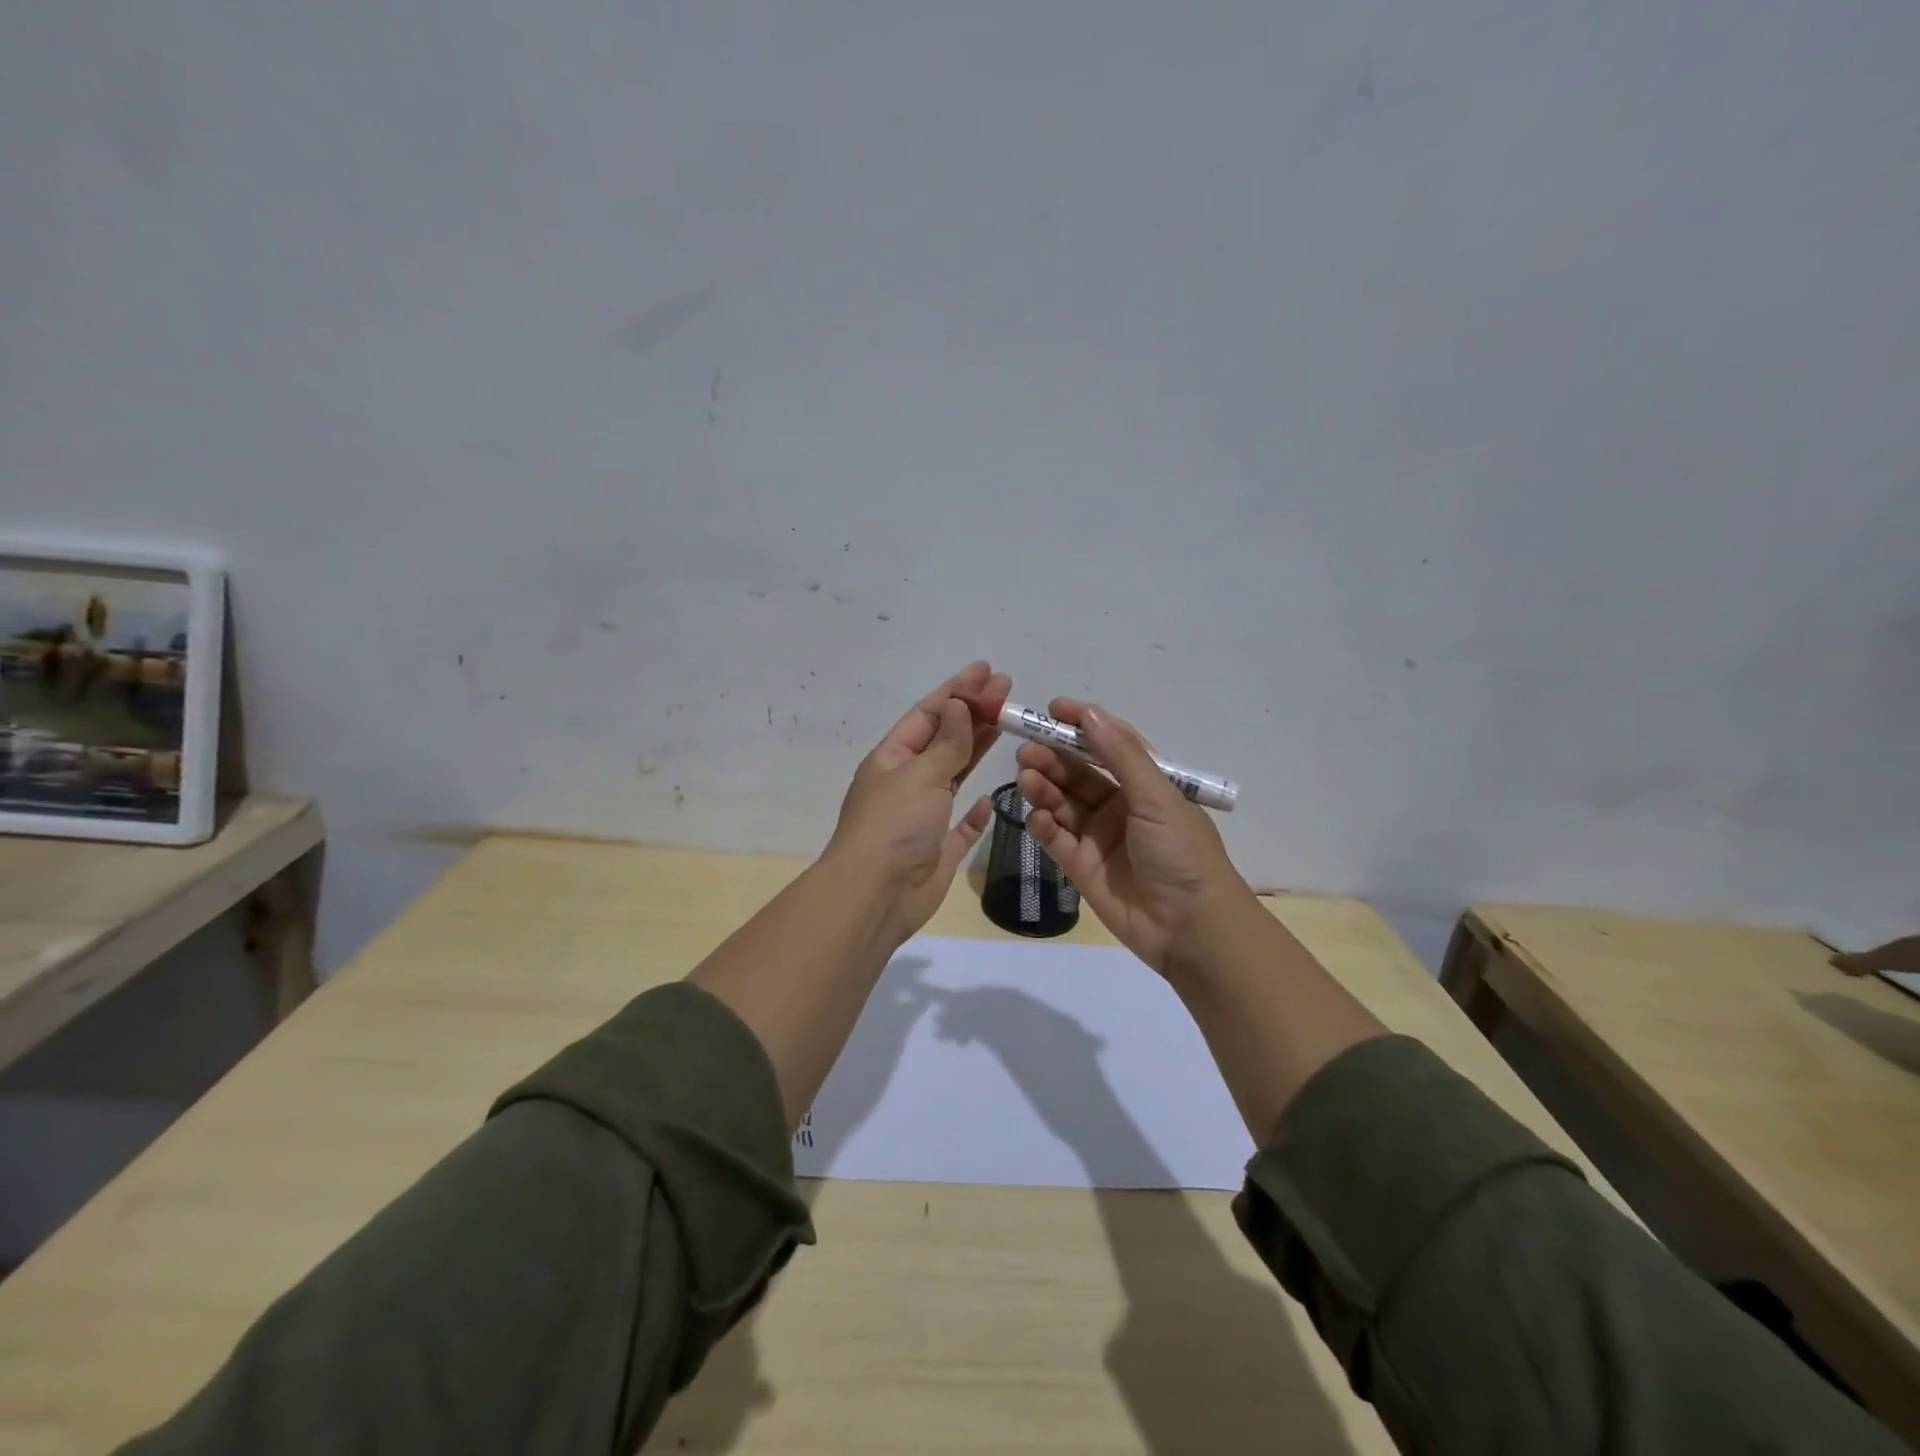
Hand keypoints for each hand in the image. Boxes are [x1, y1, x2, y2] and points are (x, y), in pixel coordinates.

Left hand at [825, 661, 1007, 940]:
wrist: (875, 896)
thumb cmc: (893, 825)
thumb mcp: (920, 774)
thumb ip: (947, 742)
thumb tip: (958, 705)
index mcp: (892, 759)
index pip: (928, 714)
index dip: (958, 690)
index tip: (988, 671)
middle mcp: (906, 783)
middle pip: (944, 739)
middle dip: (974, 713)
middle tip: (1008, 690)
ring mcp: (922, 816)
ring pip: (954, 775)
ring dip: (977, 749)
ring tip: (1007, 724)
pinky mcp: (938, 849)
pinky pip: (960, 825)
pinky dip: (975, 812)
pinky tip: (989, 799)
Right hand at [1016, 699, 1247, 976]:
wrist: (1190, 929)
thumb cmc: (1182, 854)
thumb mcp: (1158, 798)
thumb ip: (1121, 756)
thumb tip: (1090, 714)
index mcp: (1147, 784)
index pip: (1111, 743)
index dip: (1084, 724)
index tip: (1053, 709)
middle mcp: (1121, 805)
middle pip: (1080, 773)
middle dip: (1053, 758)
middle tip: (1026, 751)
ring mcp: (1099, 836)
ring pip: (1063, 803)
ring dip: (1044, 787)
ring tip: (1026, 778)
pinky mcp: (1081, 866)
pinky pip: (1055, 838)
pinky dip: (1042, 824)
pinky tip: (1035, 817)